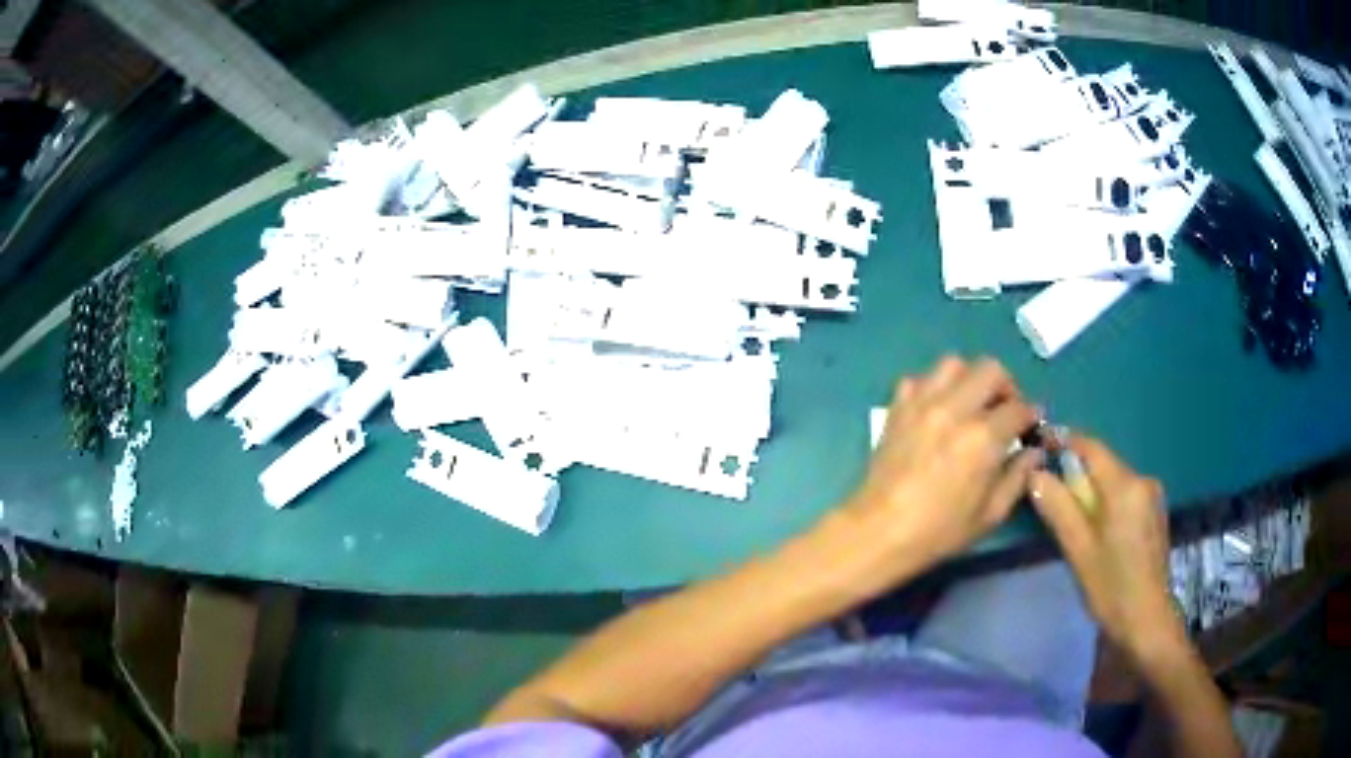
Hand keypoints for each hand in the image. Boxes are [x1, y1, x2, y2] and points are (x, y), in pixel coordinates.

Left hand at [844, 357, 1042, 567]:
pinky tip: (937, 411)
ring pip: (953, 363)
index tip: (1031, 427)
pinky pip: (918, 379)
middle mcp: (955, 409)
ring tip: (971, 405)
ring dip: (969, 378)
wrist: (879, 532)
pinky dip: (932, 387)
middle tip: (1004, 411)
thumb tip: (1033, 452)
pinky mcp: (897, 408)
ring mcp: (922, 403)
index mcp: (983, 437)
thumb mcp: (990, 514)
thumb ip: (1017, 477)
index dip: (1031, 416)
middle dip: (1005, 387)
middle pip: (990, 369)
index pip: (1019, 408)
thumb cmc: (939, 531)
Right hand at [1029, 436, 1184, 664]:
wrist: (1147, 620)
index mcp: (1125, 485)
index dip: (1065, 441)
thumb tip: (1034, 473)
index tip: (1041, 444)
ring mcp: (1153, 497)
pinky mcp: (1156, 513)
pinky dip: (1108, 504)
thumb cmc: (1110, 587)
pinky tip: (1100, 533)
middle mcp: (1143, 480)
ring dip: (1092, 492)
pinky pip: (1126, 496)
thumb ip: (1058, 507)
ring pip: (1114, 482)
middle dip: (1077, 475)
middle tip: (1051, 497)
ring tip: (1074, 521)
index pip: (1091, 448)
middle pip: (1103, 465)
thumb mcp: (1078, 549)